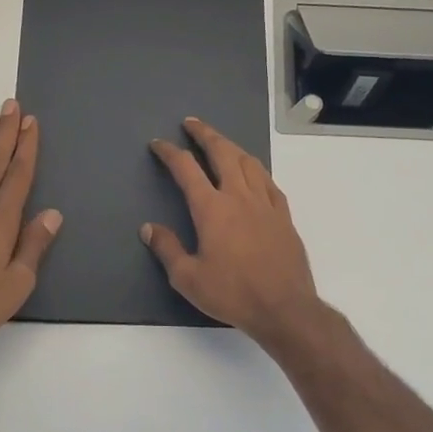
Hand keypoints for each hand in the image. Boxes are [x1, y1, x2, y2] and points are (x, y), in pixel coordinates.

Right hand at [143, 117, 323, 345]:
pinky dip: (255, 169)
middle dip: (205, 134)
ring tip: (220, 142)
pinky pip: (268, 181)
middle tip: (192, 123)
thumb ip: (167, 249)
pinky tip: (253, 172)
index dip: (170, 153)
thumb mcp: (188, 278)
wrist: (284, 307)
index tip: (159, 144)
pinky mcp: (283, 215)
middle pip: (222, 153)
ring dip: (231, 146)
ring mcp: (265, 203)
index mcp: (212, 209)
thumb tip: (148, 228)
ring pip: (248, 162)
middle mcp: (239, 197)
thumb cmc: (232, 293)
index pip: (187, 169)